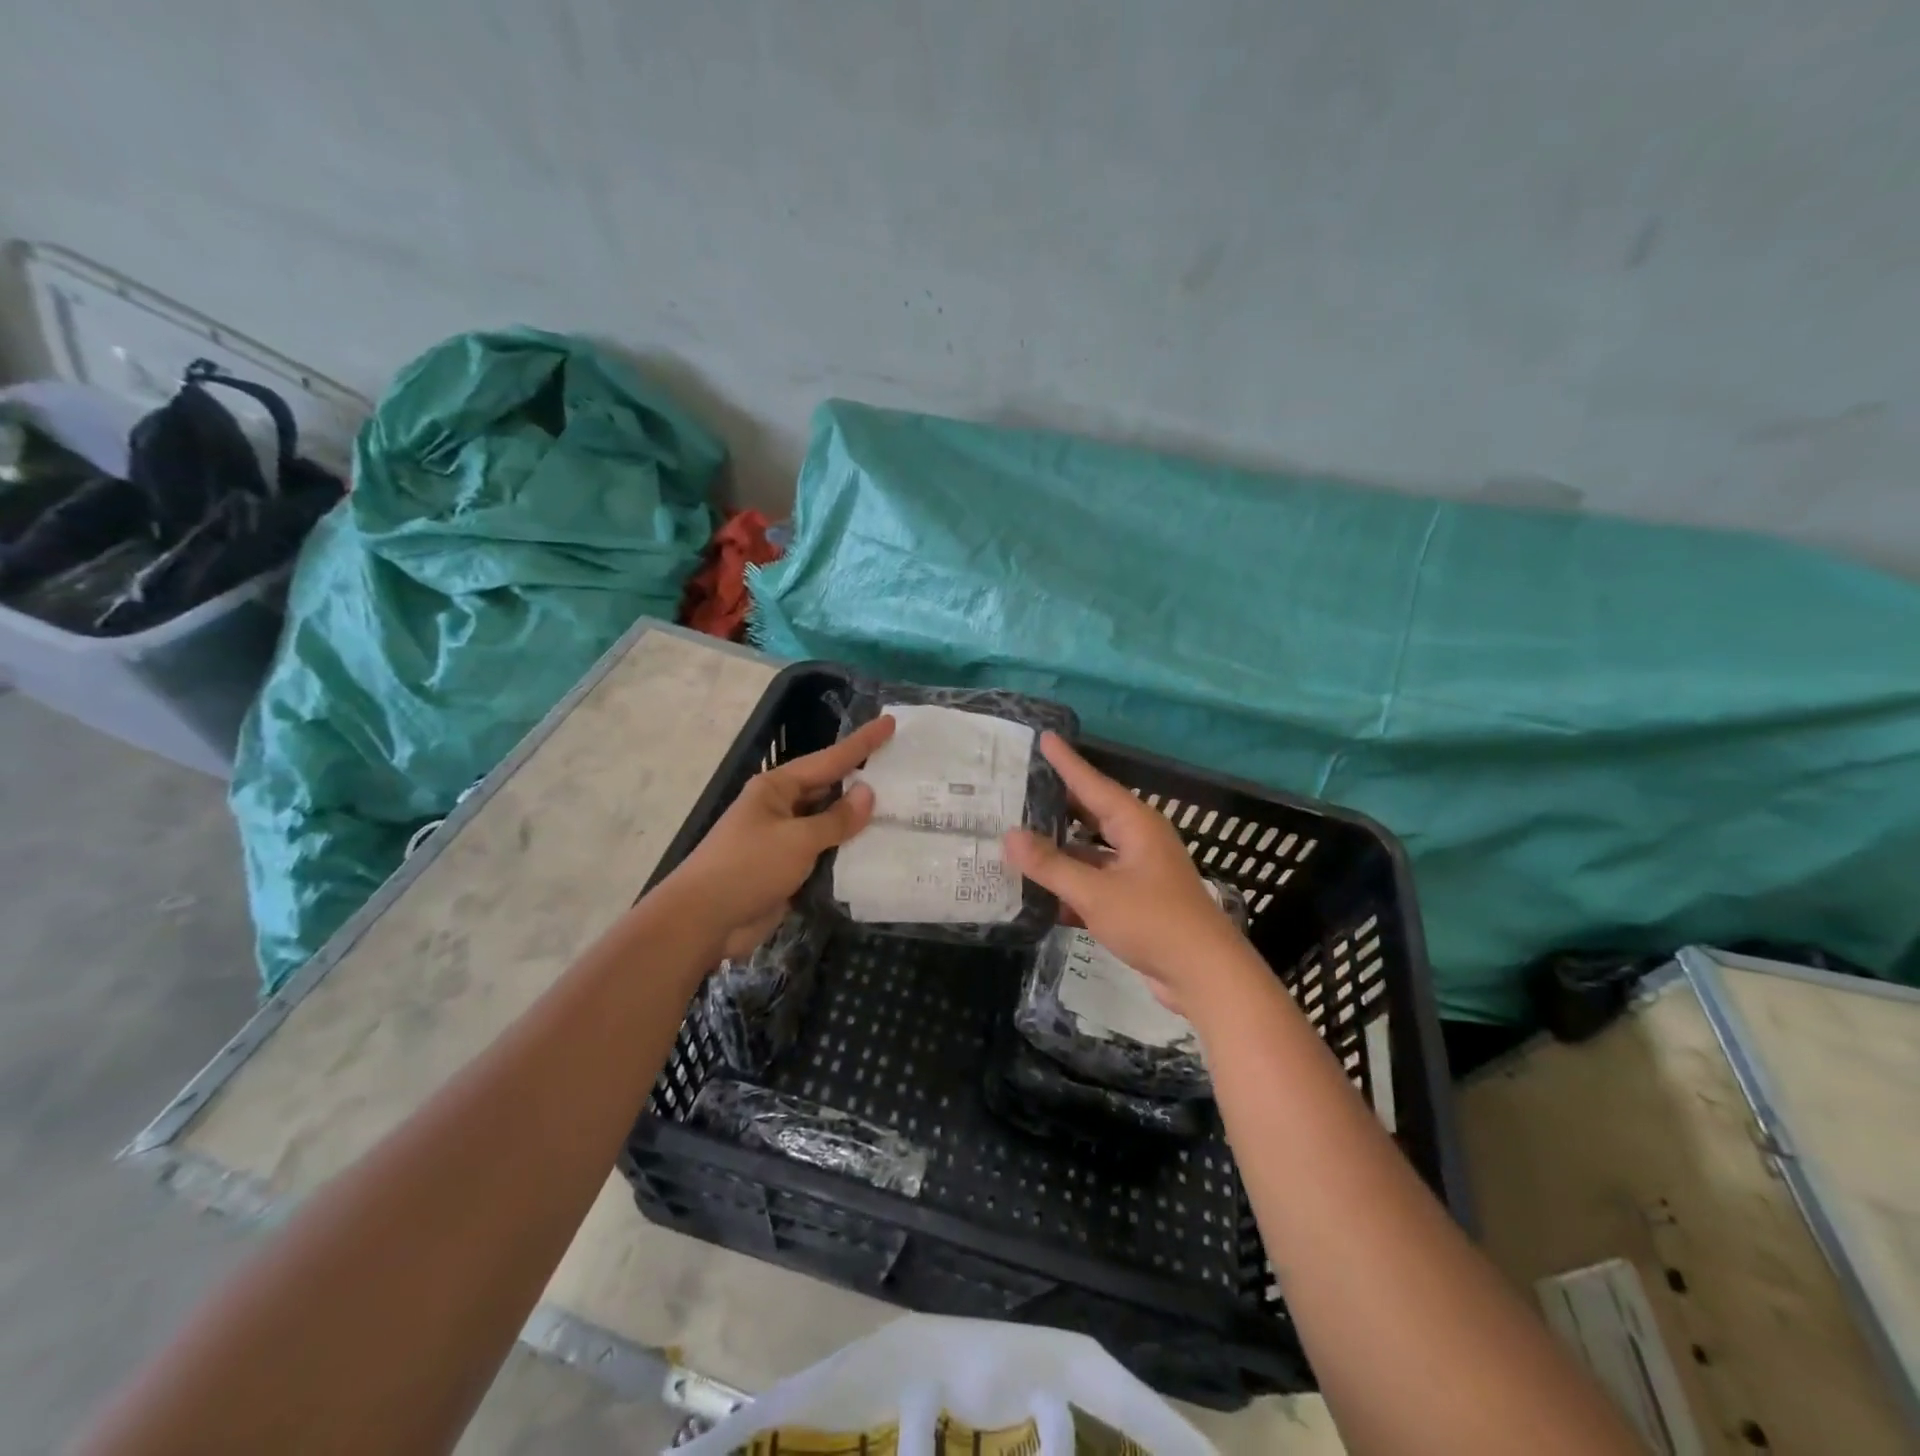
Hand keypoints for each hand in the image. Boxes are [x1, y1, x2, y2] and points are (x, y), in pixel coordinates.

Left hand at [663, 715, 895, 959]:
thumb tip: (868, 792)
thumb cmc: (747, 868)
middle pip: (830, 788)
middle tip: (904, 770)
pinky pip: (825, 853)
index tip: (890, 723)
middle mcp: (781, 807)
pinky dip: (848, 852)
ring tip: (903, 809)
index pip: (829, 759)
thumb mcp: (796, 840)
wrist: (704, 921)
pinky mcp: (788, 869)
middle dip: (863, 780)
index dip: (862, 743)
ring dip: (859, 821)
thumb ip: (836, 819)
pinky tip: (878, 850)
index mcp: (777, 788)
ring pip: (829, 823)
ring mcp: (784, 839)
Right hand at [1004, 733, 1247, 1014]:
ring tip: (1018, 839)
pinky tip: (1038, 892)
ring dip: (1059, 850)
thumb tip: (1009, 836)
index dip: (1066, 762)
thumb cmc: (1153, 922)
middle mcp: (1138, 840)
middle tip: (1019, 787)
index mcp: (1135, 824)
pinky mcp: (1135, 901)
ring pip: (1090, 851)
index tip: (1044, 737)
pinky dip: (1071, 884)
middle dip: (1057, 803)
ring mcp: (1138, 872)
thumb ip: (1051, 865)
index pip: (1092, 783)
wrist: (1204, 976)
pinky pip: (1095, 882)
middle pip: (1090, 814)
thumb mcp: (1096, 893)